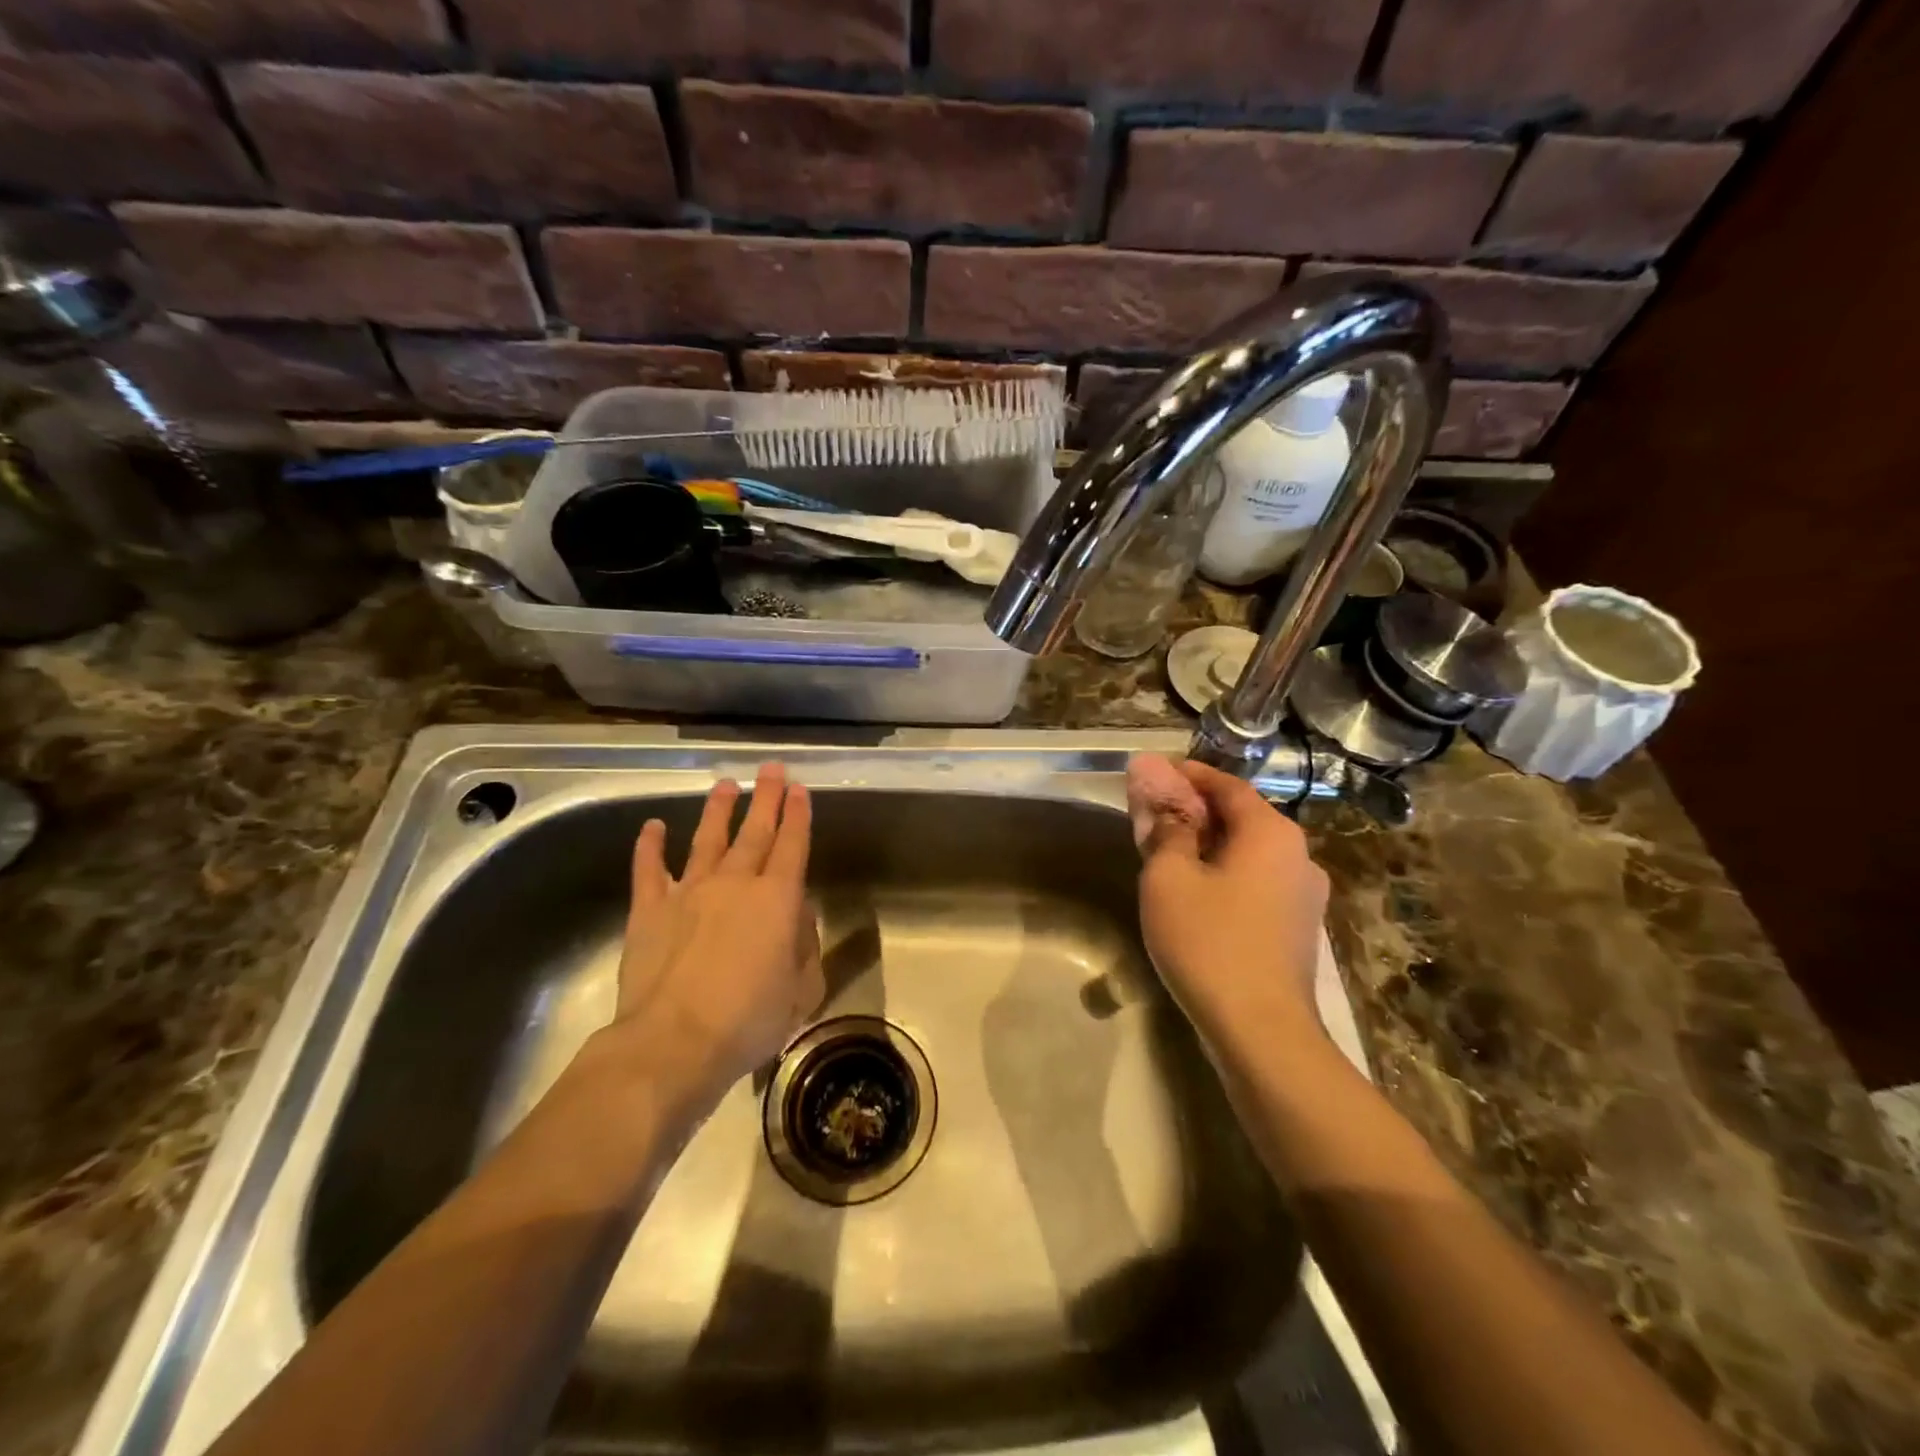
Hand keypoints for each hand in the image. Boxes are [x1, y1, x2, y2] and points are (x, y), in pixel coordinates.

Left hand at [608, 764, 823, 1112]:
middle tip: (772, 769)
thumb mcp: (801, 991)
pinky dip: (650, 846)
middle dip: (766, 798)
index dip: (798, 816)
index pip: (792, 846)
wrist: (673, 1042)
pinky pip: (650, 870)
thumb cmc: (748, 1020)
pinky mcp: (650, 910)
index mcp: (777, 900)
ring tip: (725, 785)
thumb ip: (806, 948)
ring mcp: (689, 892)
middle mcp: (735, 884)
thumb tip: (798, 918)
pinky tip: (653, 826)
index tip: (800, 790)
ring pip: (707, 840)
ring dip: (718, 811)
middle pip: (755, 832)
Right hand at [1126, 754, 1328, 1052]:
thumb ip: (1165, 829)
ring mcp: (1304, 895)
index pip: (1227, 785)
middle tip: (1153, 813)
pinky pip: (1256, 883)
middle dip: (1195, 810)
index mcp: (1271, 832)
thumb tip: (1157, 795)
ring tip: (1169, 853)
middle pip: (1241, 817)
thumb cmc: (1209, 942)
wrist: (1262, 1032)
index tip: (1154, 772)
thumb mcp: (1169, 878)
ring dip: (1209, 845)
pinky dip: (1224, 874)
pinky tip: (1196, 894)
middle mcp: (1298, 855)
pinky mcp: (1298, 929)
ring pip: (1248, 853)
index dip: (1188, 774)